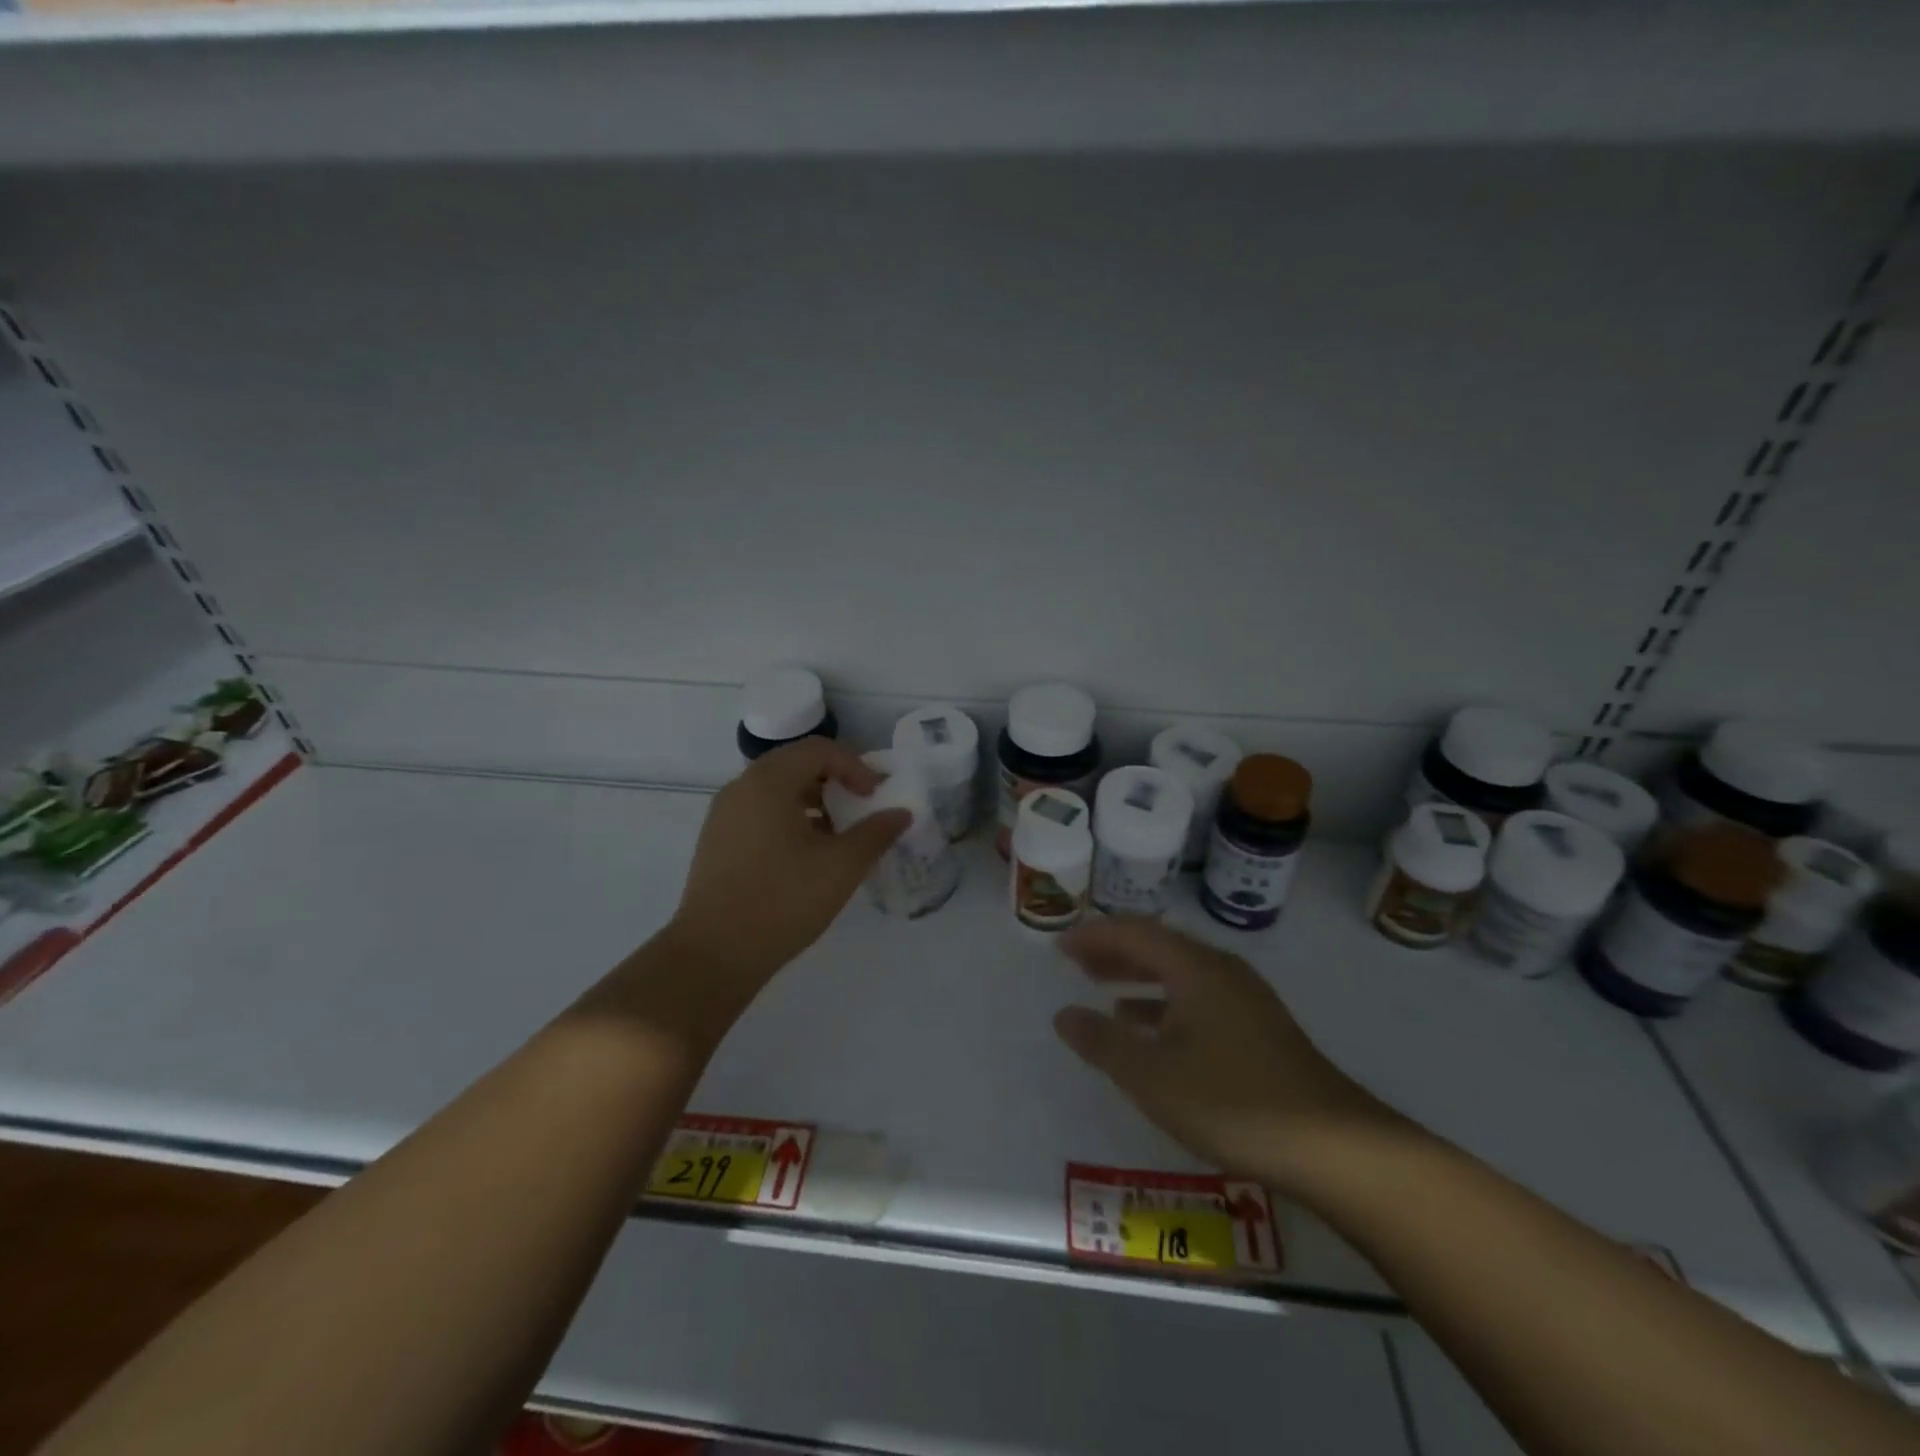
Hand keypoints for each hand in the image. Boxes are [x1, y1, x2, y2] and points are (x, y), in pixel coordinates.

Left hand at [669, 738, 910, 990]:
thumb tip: (901, 814)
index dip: (855, 766)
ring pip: (777, 790)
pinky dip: (790, 819)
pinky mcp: (717, 841)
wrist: (713, 955)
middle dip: (835, 781)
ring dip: (813, 801)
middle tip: (860, 808)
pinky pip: (760, 812)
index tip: (875, 797)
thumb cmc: (782, 901)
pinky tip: (806, 856)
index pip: (819, 750)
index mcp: (768, 782)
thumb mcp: (841, 867)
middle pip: (796, 764)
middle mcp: (741, 788)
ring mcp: (724, 815)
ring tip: (837, 836)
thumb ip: (876, 833)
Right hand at [1053, 917, 1400, 1194]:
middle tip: (1076, 964)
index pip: (1135, 933)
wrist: (1335, 1148)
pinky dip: (1165, 1004)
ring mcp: (1246, 1000)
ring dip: (1139, 978)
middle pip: (1159, 947)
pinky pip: (1198, 998)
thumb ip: (1103, 1042)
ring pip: (1180, 974)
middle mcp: (1222, 972)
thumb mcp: (1153, 1076)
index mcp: (1196, 969)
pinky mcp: (1259, 1029)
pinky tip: (1152, 1033)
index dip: (1094, 936)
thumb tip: (1064, 1015)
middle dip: (1115, 952)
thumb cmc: (1234, 1102)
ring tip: (1104, 991)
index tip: (1061, 947)